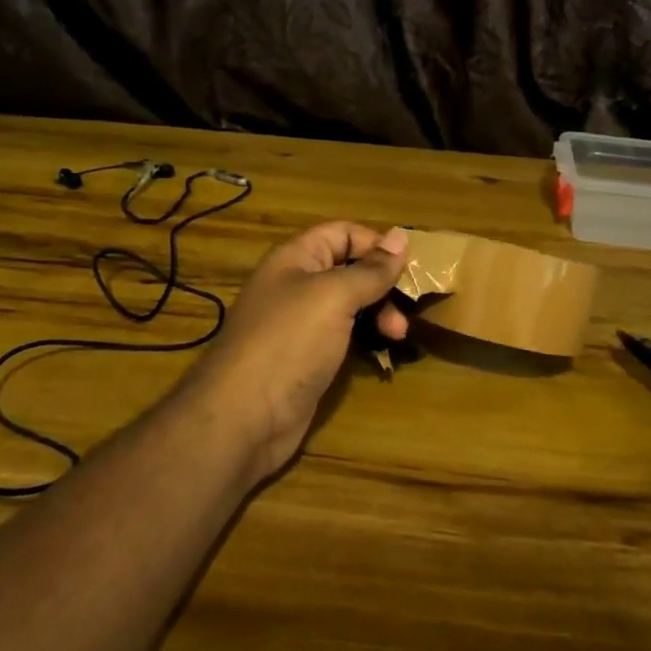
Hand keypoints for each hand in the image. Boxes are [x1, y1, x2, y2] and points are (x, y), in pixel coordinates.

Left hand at [180, 223, 409, 484]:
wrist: (244, 417)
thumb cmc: (289, 342)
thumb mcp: (334, 296)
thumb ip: (370, 269)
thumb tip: (400, 236)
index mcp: (296, 258)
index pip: (341, 233)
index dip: (374, 243)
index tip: (407, 266)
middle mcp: (296, 285)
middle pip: (348, 269)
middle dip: (381, 284)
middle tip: (405, 310)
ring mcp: (300, 324)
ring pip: (348, 305)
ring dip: (377, 313)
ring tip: (397, 336)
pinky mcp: (306, 358)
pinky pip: (342, 336)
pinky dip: (364, 338)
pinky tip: (381, 352)